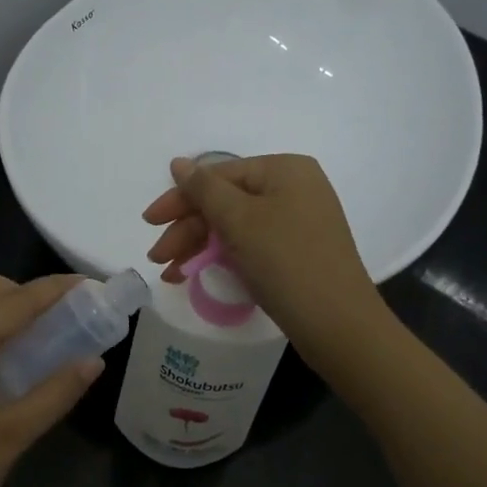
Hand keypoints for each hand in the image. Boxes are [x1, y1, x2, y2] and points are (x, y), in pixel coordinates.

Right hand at [142, 154, 383, 354]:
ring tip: (170, 274)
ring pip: (235, 227)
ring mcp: (298, 222)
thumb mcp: (239, 220)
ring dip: (199, 247)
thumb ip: (204, 189)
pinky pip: (251, 245)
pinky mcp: (298, 253)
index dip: (180, 198)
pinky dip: (223, 258)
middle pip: (226, 202)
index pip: (219, 175)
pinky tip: (197, 275)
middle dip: (187, 229)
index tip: (149, 222)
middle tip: (158, 257)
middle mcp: (294, 189)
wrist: (337, 323)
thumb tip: (178, 163)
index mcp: (284, 170)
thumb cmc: (285, 261)